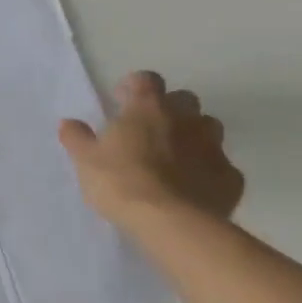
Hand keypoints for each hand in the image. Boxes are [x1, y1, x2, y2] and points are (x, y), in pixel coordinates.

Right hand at [59, 71, 243, 230]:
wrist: (171, 223)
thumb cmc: (120, 181)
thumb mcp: (85, 159)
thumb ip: (77, 137)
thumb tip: (69, 123)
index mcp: (147, 108)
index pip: (147, 79)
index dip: (135, 86)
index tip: (122, 101)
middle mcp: (185, 120)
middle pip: (185, 99)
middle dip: (170, 108)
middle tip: (149, 129)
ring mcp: (213, 148)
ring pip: (209, 128)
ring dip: (194, 135)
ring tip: (175, 156)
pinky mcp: (232, 179)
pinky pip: (222, 166)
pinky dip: (209, 171)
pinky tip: (194, 187)